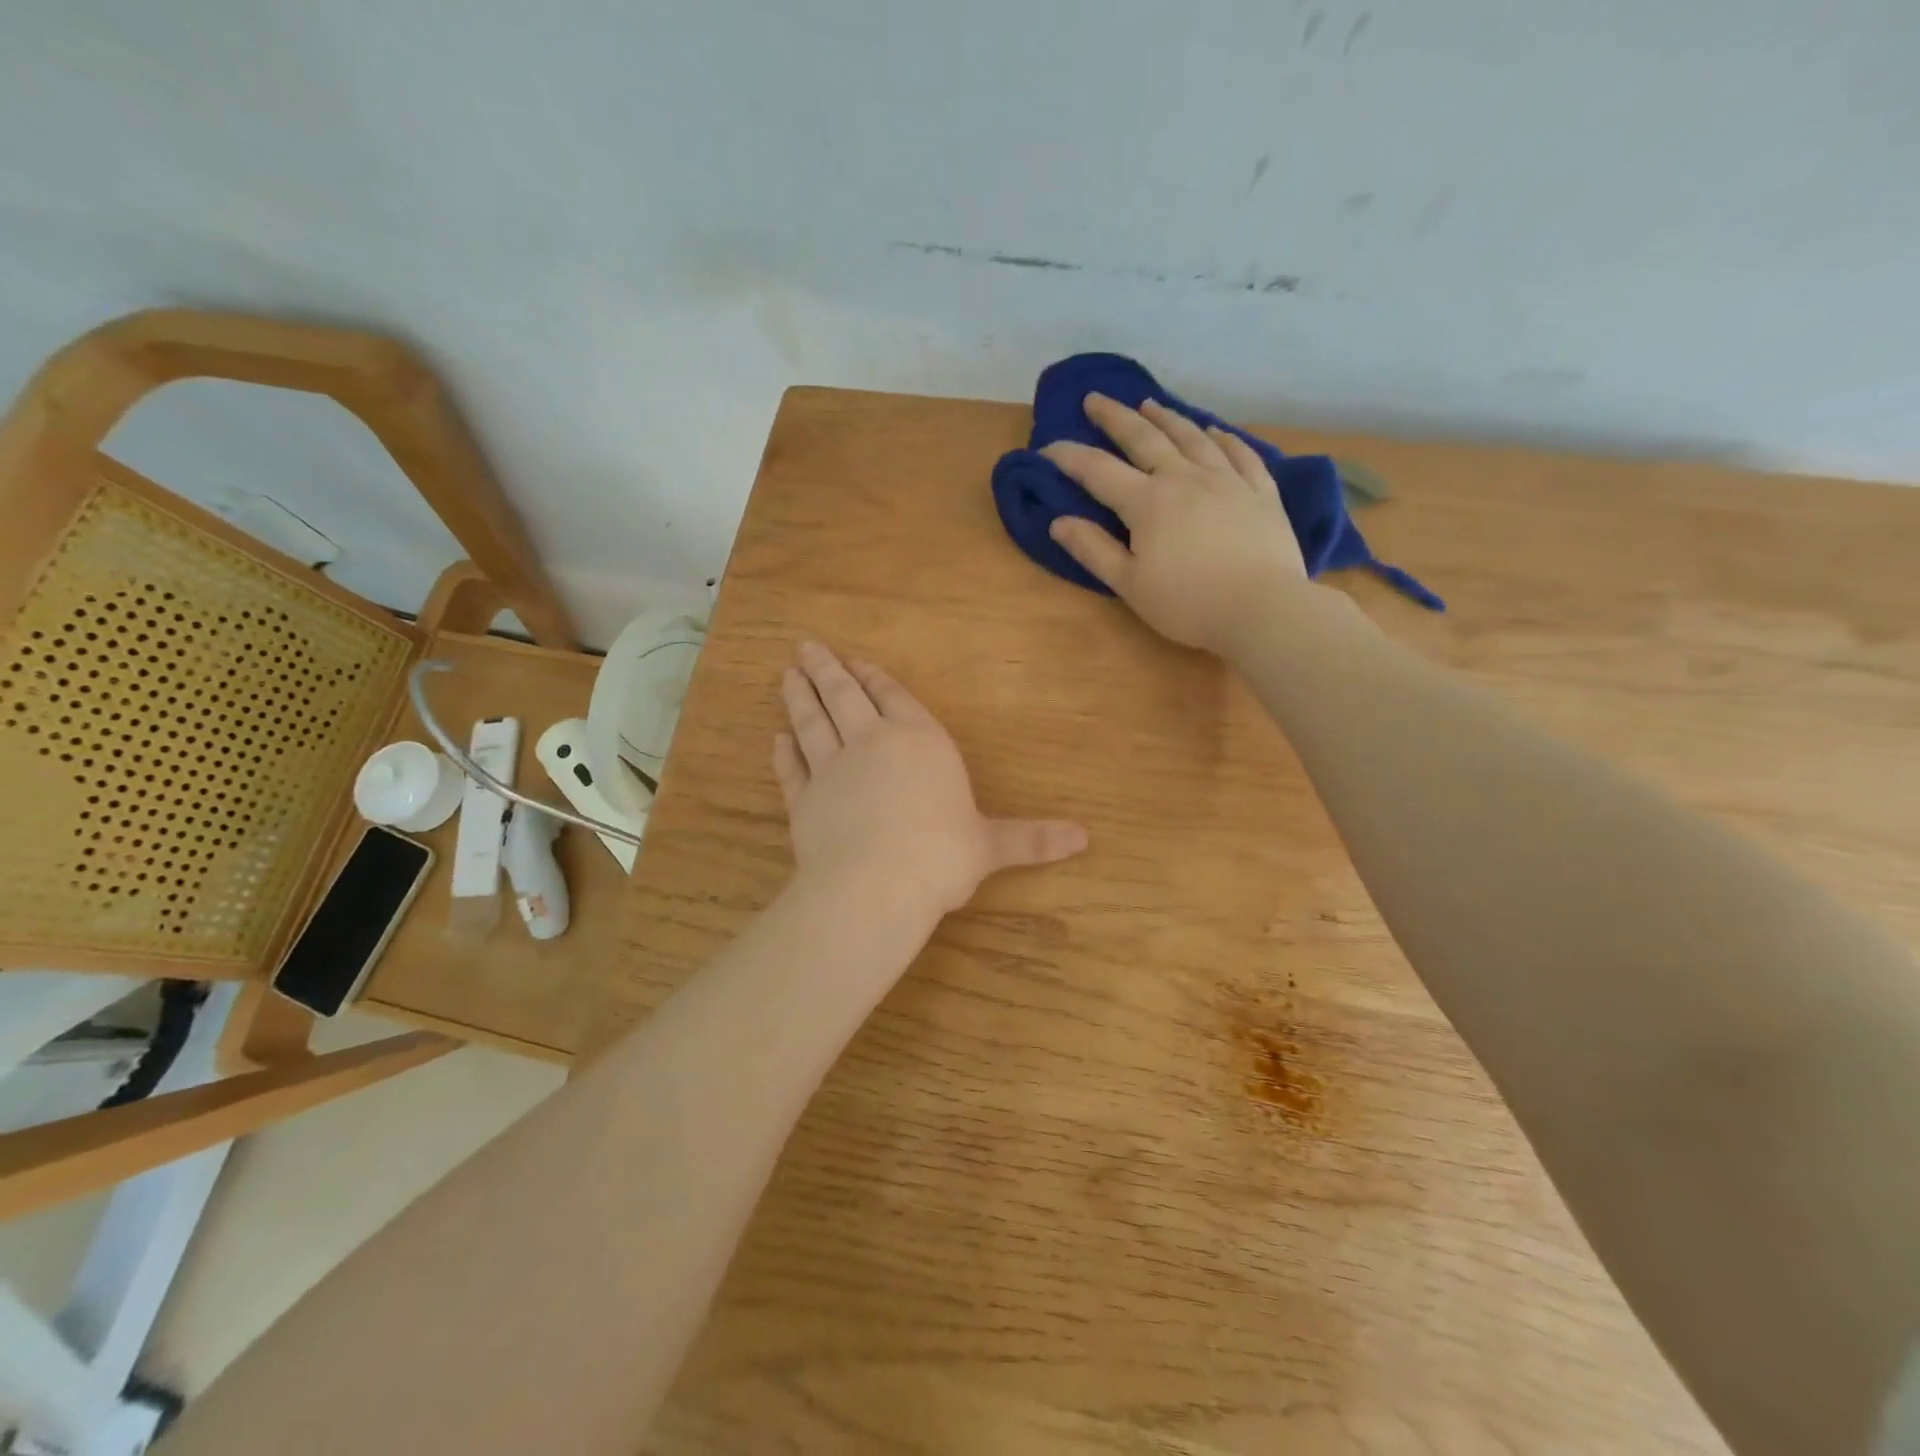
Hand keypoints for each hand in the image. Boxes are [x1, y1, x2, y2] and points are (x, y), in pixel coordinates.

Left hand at [772, 642, 1087, 917]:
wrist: (876, 886)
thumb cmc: (941, 855)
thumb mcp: (991, 846)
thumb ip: (1032, 838)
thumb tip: (1085, 837)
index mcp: (919, 741)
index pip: (895, 699)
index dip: (877, 679)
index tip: (858, 662)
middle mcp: (871, 743)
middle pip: (845, 696)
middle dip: (828, 670)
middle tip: (807, 647)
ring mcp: (831, 770)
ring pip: (811, 722)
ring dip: (799, 696)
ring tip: (787, 673)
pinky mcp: (803, 801)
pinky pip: (791, 769)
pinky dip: (783, 753)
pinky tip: (775, 738)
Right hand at [1042, 394, 1308, 654]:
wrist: (1262, 609)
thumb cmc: (1188, 604)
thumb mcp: (1129, 584)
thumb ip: (1093, 550)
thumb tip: (1058, 522)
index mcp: (1148, 502)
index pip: (1099, 471)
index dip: (1070, 457)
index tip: (1047, 447)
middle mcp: (1185, 478)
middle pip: (1145, 438)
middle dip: (1115, 417)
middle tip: (1095, 398)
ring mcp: (1228, 480)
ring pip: (1193, 437)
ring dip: (1167, 417)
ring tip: (1150, 404)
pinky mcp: (1261, 491)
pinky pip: (1241, 453)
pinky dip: (1224, 437)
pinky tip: (1215, 430)